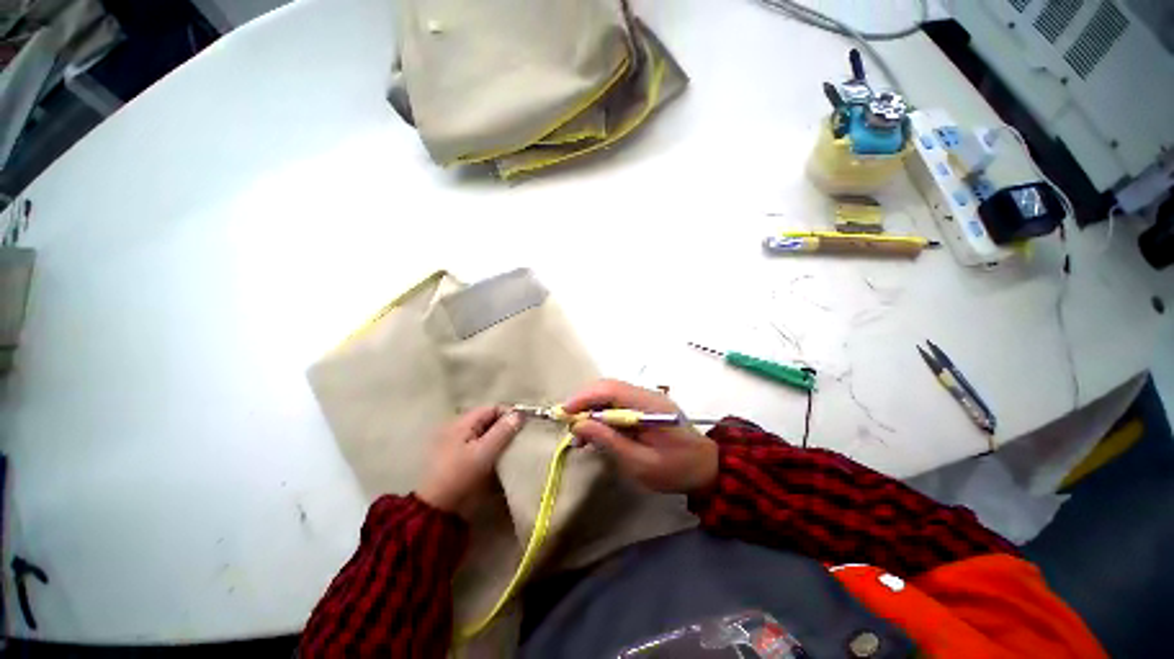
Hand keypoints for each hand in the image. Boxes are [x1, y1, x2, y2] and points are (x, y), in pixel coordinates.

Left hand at [417, 406, 522, 516]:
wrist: (436, 509)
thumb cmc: (460, 476)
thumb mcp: (484, 453)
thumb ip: (502, 431)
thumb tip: (519, 414)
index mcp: (462, 422)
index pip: (492, 408)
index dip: (509, 414)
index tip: (523, 426)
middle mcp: (459, 427)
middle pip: (489, 419)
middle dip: (505, 426)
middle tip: (520, 438)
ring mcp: (457, 442)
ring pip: (485, 432)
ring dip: (499, 437)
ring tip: (513, 447)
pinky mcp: (459, 456)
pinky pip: (480, 444)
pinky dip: (491, 447)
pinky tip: (500, 457)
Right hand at [563, 380, 717, 493]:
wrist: (707, 467)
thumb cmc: (675, 470)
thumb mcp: (640, 464)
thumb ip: (610, 442)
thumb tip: (579, 425)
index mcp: (649, 405)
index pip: (611, 390)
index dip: (584, 397)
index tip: (564, 412)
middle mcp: (646, 395)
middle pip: (608, 387)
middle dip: (584, 402)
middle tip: (569, 424)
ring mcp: (646, 399)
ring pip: (610, 394)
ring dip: (591, 408)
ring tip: (580, 433)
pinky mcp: (645, 406)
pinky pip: (617, 403)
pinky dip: (602, 414)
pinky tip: (596, 432)